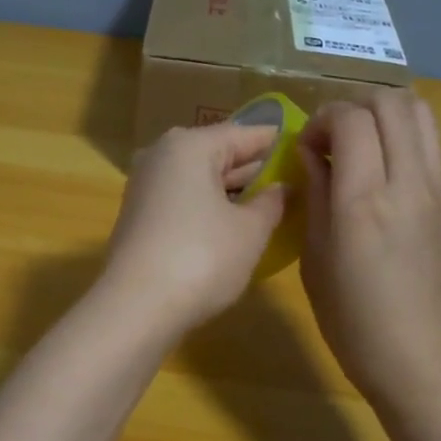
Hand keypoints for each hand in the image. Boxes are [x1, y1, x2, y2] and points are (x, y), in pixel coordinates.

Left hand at [102, 121, 287, 335]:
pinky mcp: (138, 214)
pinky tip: (233, 223)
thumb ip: (272, 202)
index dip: (277, 142)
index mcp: (190, 145)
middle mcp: (162, 155)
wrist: (136, 307)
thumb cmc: (202, 258)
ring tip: (270, 204)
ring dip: (232, 189)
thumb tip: (282, 187)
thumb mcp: (250, 231)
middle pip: (219, 153)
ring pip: (200, 177)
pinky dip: (209, 205)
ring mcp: (145, 185)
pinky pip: (184, 198)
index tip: (305, 148)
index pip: (245, 133)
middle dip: (254, 168)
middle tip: (293, 181)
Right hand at [299, 91, 440, 413]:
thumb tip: (312, 154)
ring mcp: (438, 189)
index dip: (321, 119)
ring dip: (384, 113)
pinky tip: (383, 168)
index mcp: (364, 201)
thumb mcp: (315, 258)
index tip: (306, 148)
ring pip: (420, 111)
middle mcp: (408, 183)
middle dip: (352, 105)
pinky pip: (431, 142)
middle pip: (390, 100)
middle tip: (331, 138)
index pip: (350, 118)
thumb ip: (315, 195)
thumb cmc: (352, 321)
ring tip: (360, 143)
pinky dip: (404, 135)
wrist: (421, 362)